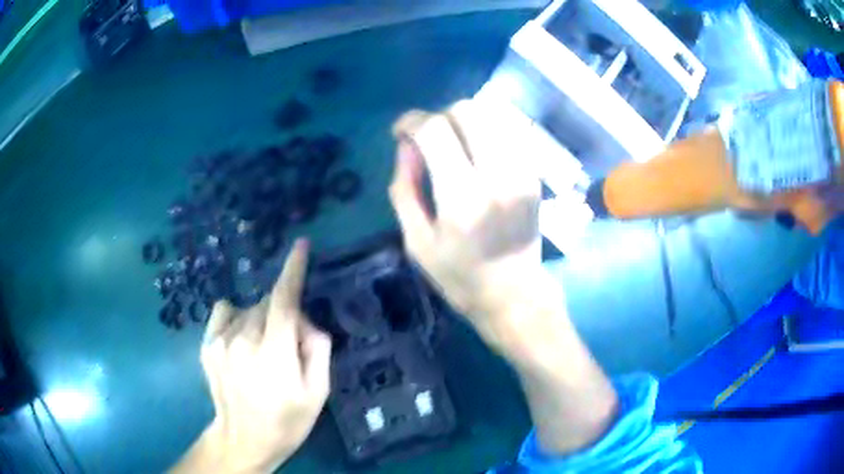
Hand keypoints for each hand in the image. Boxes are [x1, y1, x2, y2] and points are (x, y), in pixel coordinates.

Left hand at [171, 240, 331, 473]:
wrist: (244, 438)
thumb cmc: (287, 421)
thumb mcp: (318, 393)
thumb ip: (318, 349)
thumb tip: (305, 321)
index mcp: (274, 354)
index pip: (284, 300)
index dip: (293, 270)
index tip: (301, 245)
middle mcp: (243, 340)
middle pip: (269, 303)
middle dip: (284, 314)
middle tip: (289, 346)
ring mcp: (220, 341)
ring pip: (249, 308)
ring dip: (262, 319)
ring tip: (263, 351)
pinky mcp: (207, 344)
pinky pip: (225, 310)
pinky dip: (238, 317)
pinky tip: (241, 341)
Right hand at [390, 101, 548, 348]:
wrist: (515, 295)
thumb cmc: (460, 277)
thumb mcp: (417, 242)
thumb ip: (404, 188)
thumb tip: (406, 145)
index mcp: (463, 198)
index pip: (435, 131)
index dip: (411, 121)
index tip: (400, 132)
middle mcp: (498, 175)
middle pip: (467, 110)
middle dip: (439, 116)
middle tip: (428, 139)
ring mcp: (522, 171)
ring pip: (492, 114)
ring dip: (464, 121)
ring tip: (452, 144)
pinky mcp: (534, 174)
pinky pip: (508, 131)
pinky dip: (486, 131)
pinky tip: (476, 152)